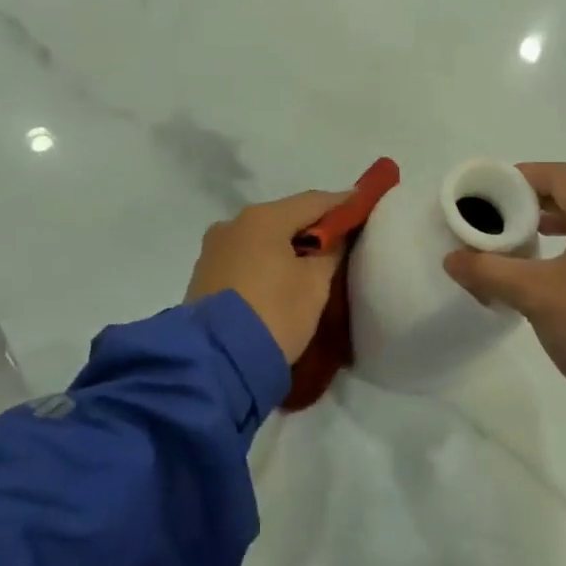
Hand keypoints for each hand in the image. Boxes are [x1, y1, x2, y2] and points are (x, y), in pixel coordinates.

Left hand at [186, 190, 348, 362]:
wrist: (216, 363)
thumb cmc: (274, 313)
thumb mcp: (315, 283)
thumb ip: (331, 251)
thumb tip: (333, 238)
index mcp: (262, 218)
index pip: (313, 201)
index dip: (342, 205)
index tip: (362, 208)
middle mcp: (232, 224)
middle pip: (284, 218)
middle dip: (312, 229)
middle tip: (340, 242)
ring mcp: (213, 251)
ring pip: (261, 240)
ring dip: (286, 248)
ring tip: (310, 266)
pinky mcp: (203, 278)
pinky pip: (245, 260)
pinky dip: (265, 264)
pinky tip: (280, 281)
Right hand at [443, 163, 565, 391]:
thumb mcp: (534, 294)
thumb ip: (489, 271)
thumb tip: (451, 260)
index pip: (559, 176)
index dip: (523, 178)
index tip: (494, 190)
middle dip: (539, 207)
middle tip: (506, 220)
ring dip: (563, 229)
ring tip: (531, 245)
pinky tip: (565, 277)